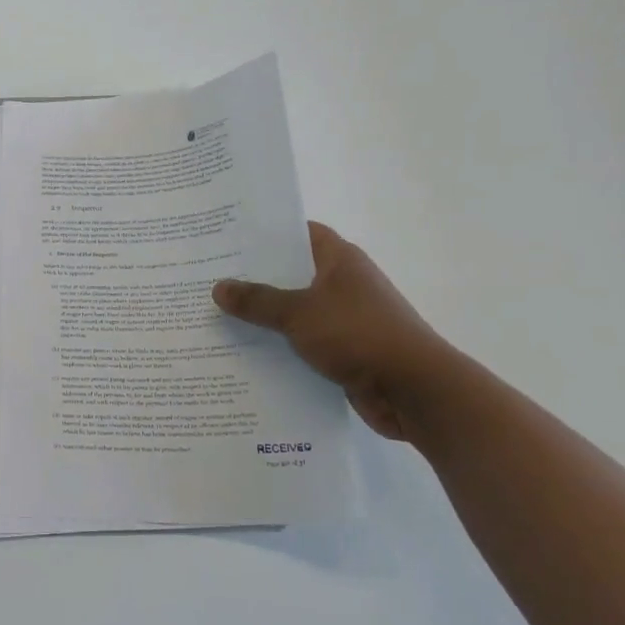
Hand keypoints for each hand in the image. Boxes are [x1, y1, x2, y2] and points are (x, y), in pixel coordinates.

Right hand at [212, 222, 451, 441]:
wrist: (414, 390)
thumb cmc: (358, 334)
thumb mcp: (299, 313)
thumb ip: (257, 300)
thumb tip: (218, 287)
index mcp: (340, 261)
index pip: (299, 233)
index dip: (266, 233)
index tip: (228, 237)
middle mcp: (344, 284)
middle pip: (292, 273)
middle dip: (255, 277)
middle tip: (210, 277)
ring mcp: (346, 319)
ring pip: (295, 310)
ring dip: (264, 316)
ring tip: (218, 314)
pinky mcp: (345, 351)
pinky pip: (303, 341)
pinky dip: (279, 345)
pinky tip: (245, 351)